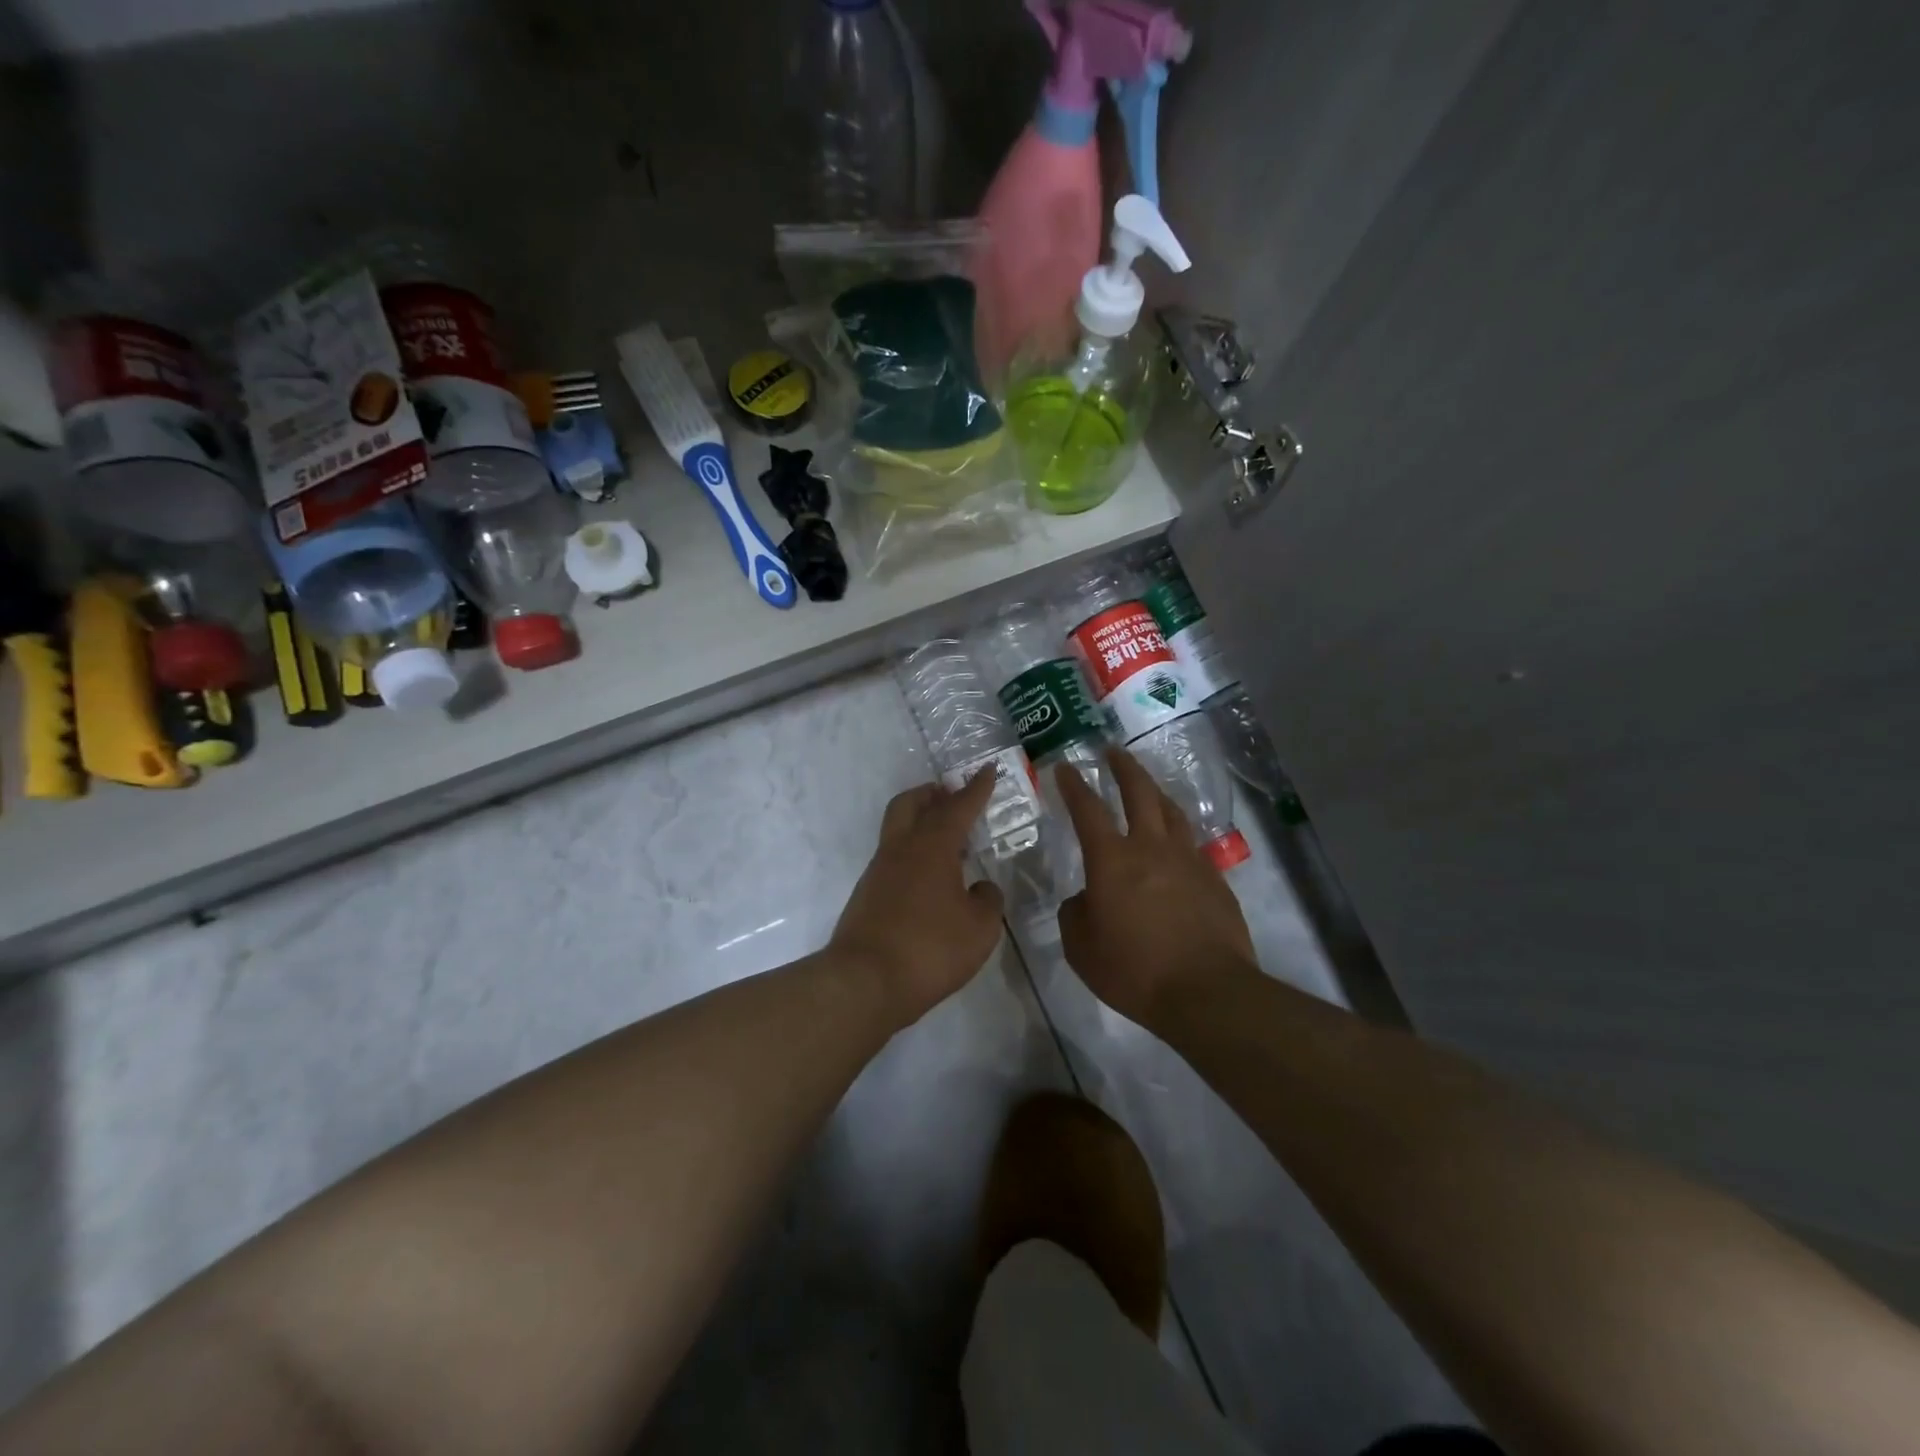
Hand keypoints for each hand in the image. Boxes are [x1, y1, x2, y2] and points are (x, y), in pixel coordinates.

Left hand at [830, 771, 1005, 1028]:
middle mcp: (901, 849)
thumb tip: (980, 888)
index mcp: (932, 846)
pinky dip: (913, 855)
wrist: (864, 982)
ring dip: (921, 824)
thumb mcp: (980, 928)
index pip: (958, 807)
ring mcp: (878, 871)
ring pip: (898, 829)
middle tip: (953, 796)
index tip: (988, 769)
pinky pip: (893, 859)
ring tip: (949, 843)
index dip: (977, 788)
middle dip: (933, 794)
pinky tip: (930, 879)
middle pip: (911, 803)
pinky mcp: (867, 895)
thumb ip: (987, 900)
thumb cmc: (930, 948)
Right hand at [1055, 749, 1257, 1029]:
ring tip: (1147, 787)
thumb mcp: (1081, 948)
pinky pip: (1191, 844)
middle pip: (1139, 793)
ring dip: (1155, 792)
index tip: (1064, 767)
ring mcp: (1188, 860)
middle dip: (1123, 768)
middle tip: (1113, 751)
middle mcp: (1151, 848)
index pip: (1088, 810)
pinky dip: (1177, 833)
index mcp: (1112, 860)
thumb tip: (1086, 899)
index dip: (1073, 786)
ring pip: (1171, 812)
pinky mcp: (1214, 879)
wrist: (1206, 992)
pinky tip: (1175, 843)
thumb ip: (1075, 914)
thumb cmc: (1134, 970)